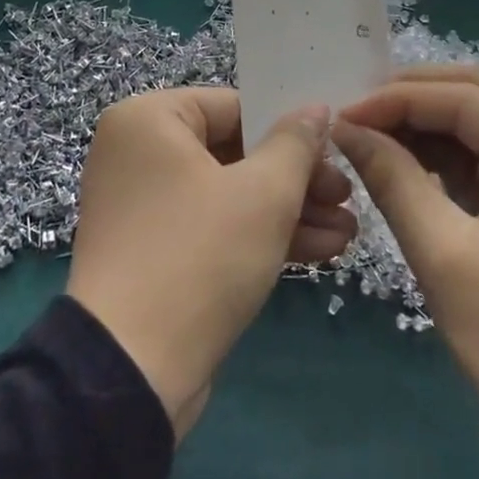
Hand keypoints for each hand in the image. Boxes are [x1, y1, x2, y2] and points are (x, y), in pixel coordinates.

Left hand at [68, 89, 356, 440]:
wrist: (131, 372)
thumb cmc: (199, 256)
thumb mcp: (262, 194)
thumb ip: (295, 144)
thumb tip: (316, 108)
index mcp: (148, 119)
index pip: (234, 106)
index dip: (290, 128)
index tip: (336, 151)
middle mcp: (138, 152)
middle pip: (233, 151)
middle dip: (296, 178)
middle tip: (346, 196)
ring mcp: (142, 204)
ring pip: (228, 192)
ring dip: (287, 211)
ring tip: (347, 231)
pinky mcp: (153, 250)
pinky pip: (212, 225)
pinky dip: (258, 234)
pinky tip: (321, 251)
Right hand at [334, 66, 478, 478]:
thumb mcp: (445, 257)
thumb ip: (393, 178)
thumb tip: (345, 127)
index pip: (465, 99)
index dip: (396, 99)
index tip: (340, 116)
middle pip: (478, 98)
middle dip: (411, 100)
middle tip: (353, 117)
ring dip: (424, 127)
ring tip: (368, 137)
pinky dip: (443, 159)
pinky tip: (403, 164)